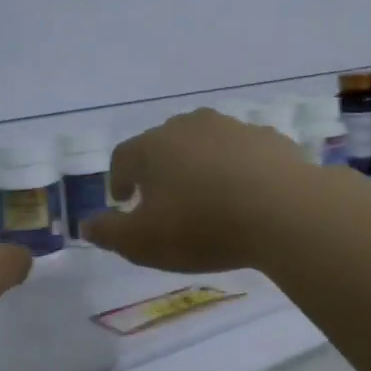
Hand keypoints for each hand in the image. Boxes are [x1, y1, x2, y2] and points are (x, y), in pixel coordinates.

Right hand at [83, 109, 324, 271]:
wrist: (283, 211)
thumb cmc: (203, 227)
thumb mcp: (143, 243)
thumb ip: (109, 234)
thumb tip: (86, 226)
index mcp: (153, 146)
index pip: (124, 156)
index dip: (120, 178)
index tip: (124, 200)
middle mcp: (189, 126)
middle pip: (164, 143)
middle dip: (159, 168)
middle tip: (164, 198)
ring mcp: (233, 128)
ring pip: (206, 143)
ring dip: (201, 165)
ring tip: (208, 195)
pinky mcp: (270, 139)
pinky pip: (244, 152)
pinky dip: (238, 168)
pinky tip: (247, 193)